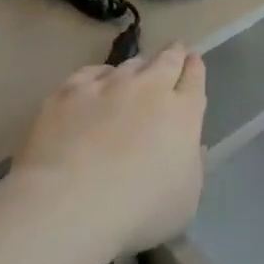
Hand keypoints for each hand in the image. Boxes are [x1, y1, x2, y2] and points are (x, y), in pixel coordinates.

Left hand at [13, 45, 207, 255]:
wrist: (70, 205)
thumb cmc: (139, 211)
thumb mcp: (186, 201)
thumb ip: (192, 166)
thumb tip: (191, 147)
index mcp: (183, 113)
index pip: (195, 78)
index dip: (195, 68)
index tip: (193, 61)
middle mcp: (149, 89)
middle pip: (166, 60)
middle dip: (172, 54)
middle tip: (173, 52)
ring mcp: (107, 86)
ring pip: (129, 64)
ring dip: (137, 66)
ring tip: (134, 73)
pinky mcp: (68, 92)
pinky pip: (90, 72)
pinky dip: (98, 76)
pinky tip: (95, 84)